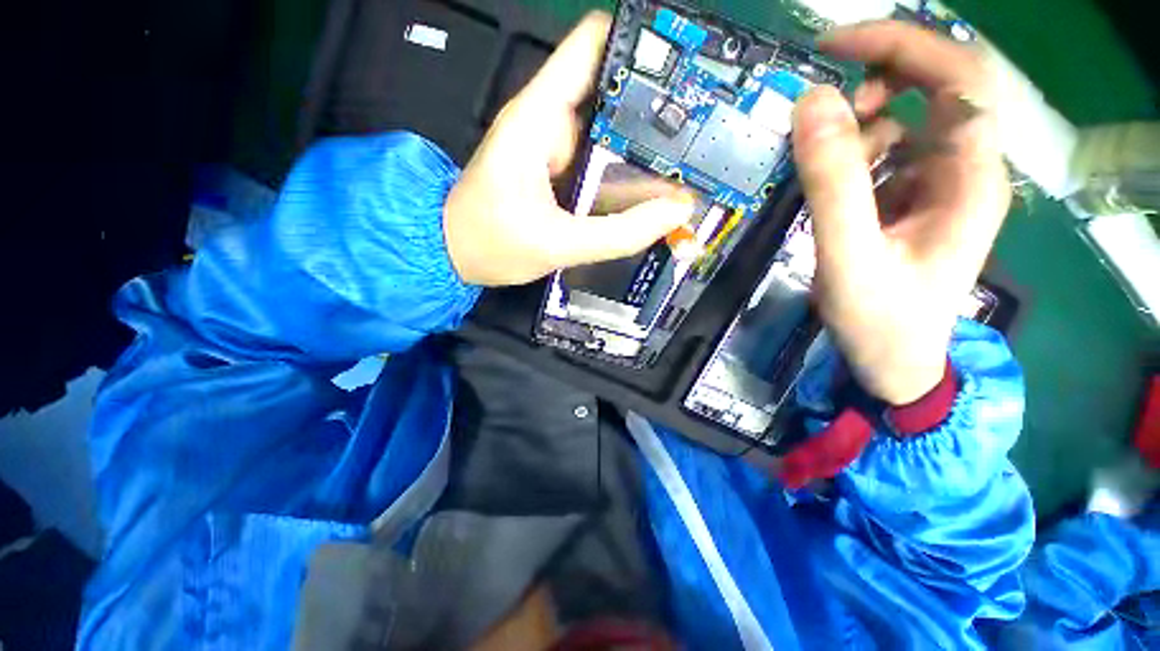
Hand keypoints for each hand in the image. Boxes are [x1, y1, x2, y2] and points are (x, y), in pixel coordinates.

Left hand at [444, 12, 695, 286]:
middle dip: (658, 114)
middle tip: (702, 139)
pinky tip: (650, 194)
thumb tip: (676, 212)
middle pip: (614, 93)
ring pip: (610, 134)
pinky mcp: (558, 170)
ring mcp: (555, 146)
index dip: (642, 47)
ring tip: (688, 169)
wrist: (455, 254)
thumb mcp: (557, 245)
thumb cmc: (490, 244)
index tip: (688, 71)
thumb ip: (617, 233)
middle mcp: (550, 121)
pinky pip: (601, 164)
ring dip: (645, 151)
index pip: (594, 46)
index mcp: (539, 118)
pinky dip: (625, 176)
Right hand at [792, 21, 1009, 404]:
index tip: (832, 47)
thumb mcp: (848, 256)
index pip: (957, 75)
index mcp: (969, 177)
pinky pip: (893, 152)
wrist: (894, 361)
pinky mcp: (918, 199)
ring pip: (912, 118)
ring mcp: (942, 184)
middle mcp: (967, 169)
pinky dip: (859, 153)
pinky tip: (838, 183)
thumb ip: (832, 183)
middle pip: (941, 87)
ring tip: (827, 159)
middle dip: (881, 79)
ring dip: (865, 122)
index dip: (900, 45)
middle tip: (827, 107)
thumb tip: (813, 105)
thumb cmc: (880, 319)